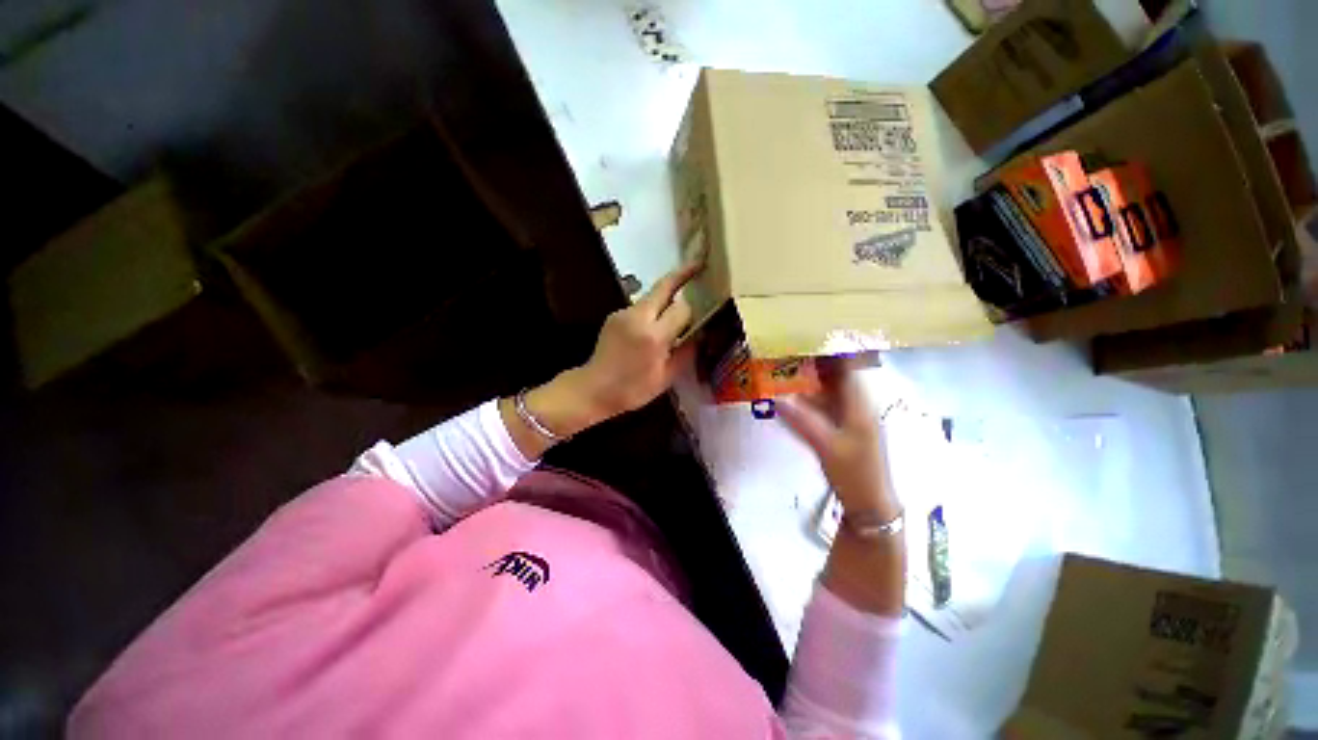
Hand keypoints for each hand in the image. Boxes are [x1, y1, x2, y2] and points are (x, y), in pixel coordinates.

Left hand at [501, 262, 701, 460]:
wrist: (593, 388)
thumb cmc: (632, 389)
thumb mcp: (666, 377)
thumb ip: (686, 352)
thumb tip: (700, 332)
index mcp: (654, 336)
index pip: (682, 308)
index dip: (694, 310)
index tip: (704, 310)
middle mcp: (638, 317)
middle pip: (664, 286)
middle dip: (683, 273)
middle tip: (699, 264)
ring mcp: (623, 313)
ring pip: (652, 296)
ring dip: (666, 297)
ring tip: (677, 307)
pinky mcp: (615, 315)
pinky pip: (640, 307)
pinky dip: (651, 311)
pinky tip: (653, 327)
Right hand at [780, 358, 905, 616]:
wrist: (869, 504)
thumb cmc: (854, 474)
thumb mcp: (827, 447)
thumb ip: (802, 420)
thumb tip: (776, 396)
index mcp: (860, 403)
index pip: (849, 365)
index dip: (833, 346)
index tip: (811, 331)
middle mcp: (856, 403)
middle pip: (837, 372)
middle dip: (816, 357)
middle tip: (790, 343)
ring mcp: (849, 414)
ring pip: (829, 386)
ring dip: (810, 374)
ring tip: (786, 360)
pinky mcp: (841, 425)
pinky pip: (824, 402)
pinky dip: (808, 393)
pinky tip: (791, 390)